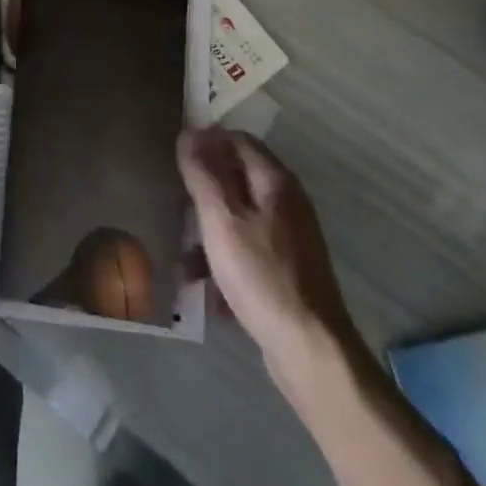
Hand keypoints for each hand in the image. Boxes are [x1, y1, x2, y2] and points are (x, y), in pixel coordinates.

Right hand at [178, 129, 348, 361]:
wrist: (310, 351)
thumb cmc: (261, 275)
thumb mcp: (222, 219)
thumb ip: (203, 174)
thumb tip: (188, 133)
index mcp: (275, 182)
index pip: (238, 140)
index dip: (207, 141)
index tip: (176, 155)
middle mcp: (288, 203)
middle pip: (238, 179)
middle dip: (204, 190)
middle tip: (175, 204)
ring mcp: (290, 239)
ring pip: (240, 218)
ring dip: (210, 231)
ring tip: (182, 255)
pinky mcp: (288, 273)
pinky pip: (248, 252)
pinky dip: (226, 261)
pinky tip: (206, 288)